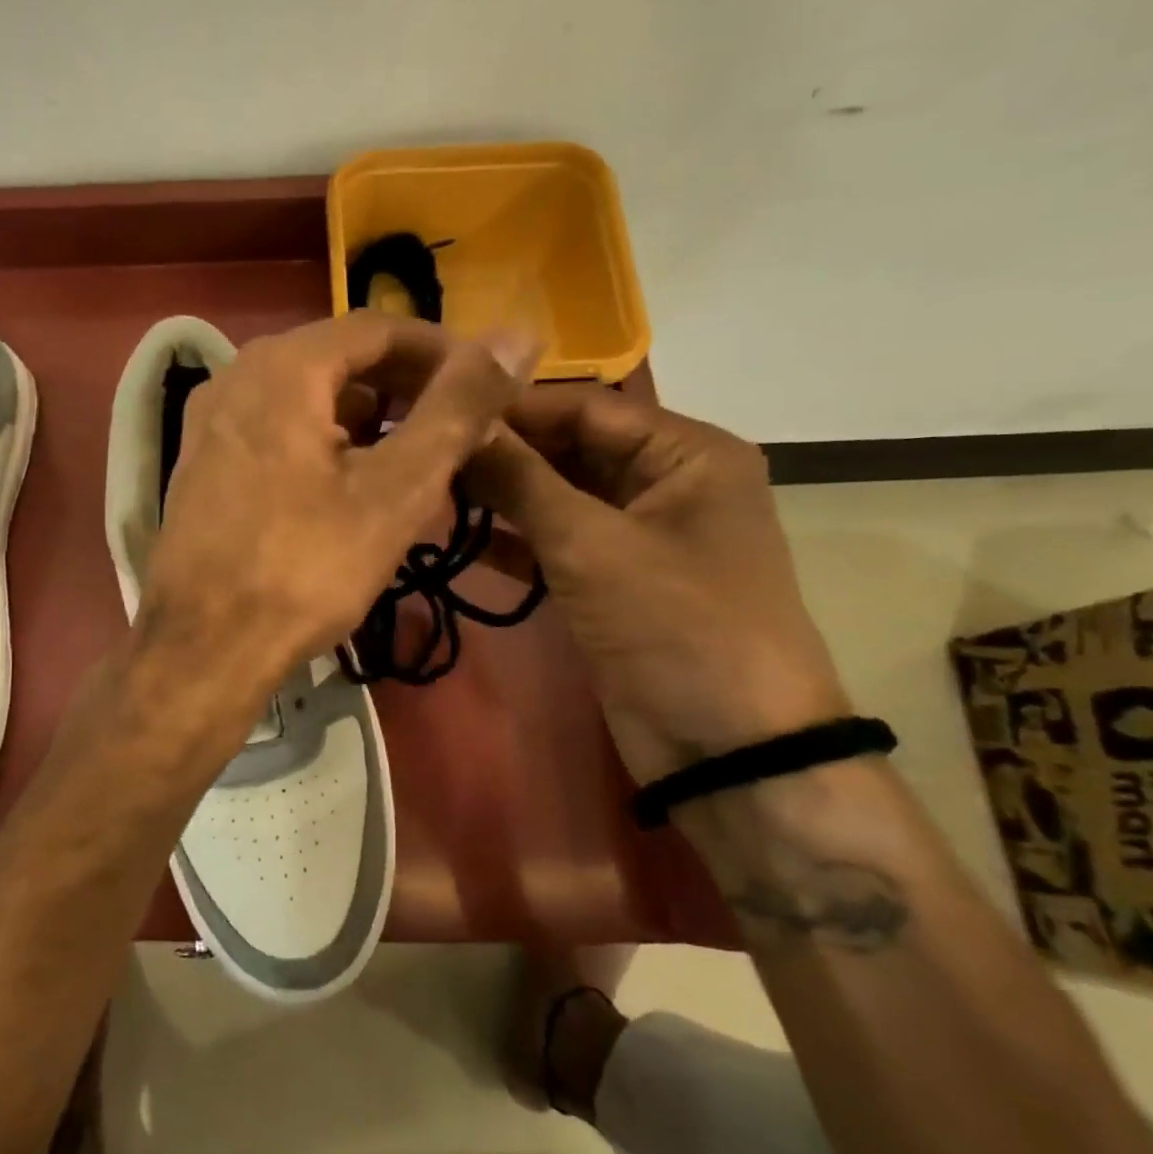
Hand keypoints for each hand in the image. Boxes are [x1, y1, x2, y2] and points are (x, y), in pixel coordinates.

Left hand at [138, 312, 534, 694]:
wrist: (203, 647)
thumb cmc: (306, 568)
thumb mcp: (397, 489)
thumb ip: (457, 407)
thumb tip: (517, 336)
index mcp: (281, 366)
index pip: (379, 329)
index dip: (442, 352)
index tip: (488, 388)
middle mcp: (235, 378)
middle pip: (339, 362)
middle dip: (405, 391)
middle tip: (458, 432)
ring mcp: (209, 424)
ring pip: (306, 401)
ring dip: (366, 424)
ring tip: (415, 465)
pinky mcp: (201, 467)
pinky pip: (276, 435)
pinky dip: (322, 448)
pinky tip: (352, 491)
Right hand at [465, 386, 848, 784]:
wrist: (728, 747)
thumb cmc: (674, 625)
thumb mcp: (591, 544)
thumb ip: (521, 480)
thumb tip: (461, 422)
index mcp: (685, 453)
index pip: (583, 408)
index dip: (510, 406)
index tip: (436, 407)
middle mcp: (663, 482)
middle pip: (568, 449)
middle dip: (500, 452)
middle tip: (424, 450)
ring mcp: (635, 535)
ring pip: (556, 497)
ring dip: (499, 495)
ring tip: (427, 487)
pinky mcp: (611, 580)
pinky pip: (554, 543)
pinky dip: (511, 540)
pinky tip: (454, 535)